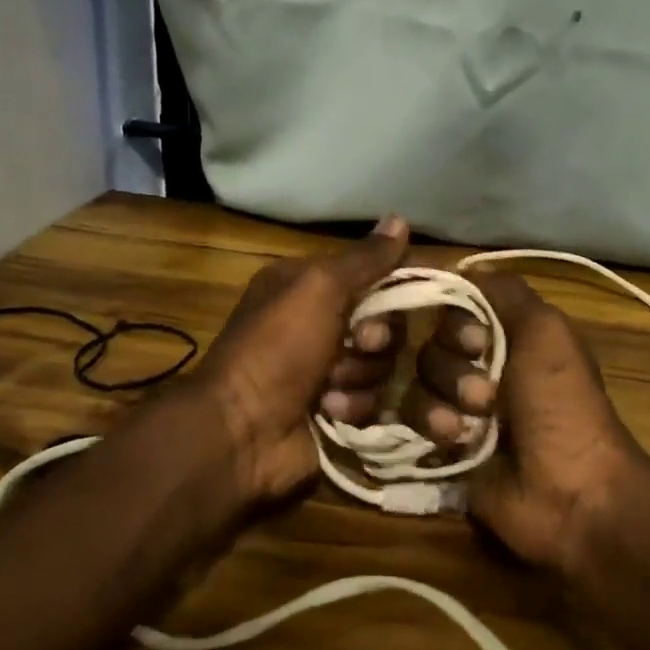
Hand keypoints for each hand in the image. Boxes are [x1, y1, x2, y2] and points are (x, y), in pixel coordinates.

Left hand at [191, 216, 410, 503]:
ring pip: (382, 367)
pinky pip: (374, 401)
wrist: (242, 431)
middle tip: (355, 347)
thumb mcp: (318, 288)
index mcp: (310, 286)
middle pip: (386, 325)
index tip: (407, 299)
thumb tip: (401, 219)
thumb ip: (364, 258)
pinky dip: (354, 406)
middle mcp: (321, 323)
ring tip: (329, 389)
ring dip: (360, 378)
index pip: (375, 276)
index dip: (396, 289)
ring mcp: (330, 370)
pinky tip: (328, 412)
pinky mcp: (338, 410)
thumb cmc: (277, 348)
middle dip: (375, 341)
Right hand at [401, 272, 640, 572]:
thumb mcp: (546, 331)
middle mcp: (477, 363)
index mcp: (505, 333)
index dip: (450, 318)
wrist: (569, 490)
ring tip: (469, 427)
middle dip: (451, 367)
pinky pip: (407, 418)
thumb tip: (459, 266)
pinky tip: (453, 441)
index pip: (450, 305)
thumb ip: (504, 291)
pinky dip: (429, 424)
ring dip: (441, 400)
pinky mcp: (439, 444)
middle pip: (428, 343)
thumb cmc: (561, 404)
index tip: (472, 339)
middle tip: (485, 394)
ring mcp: (456, 404)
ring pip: (415, 381)